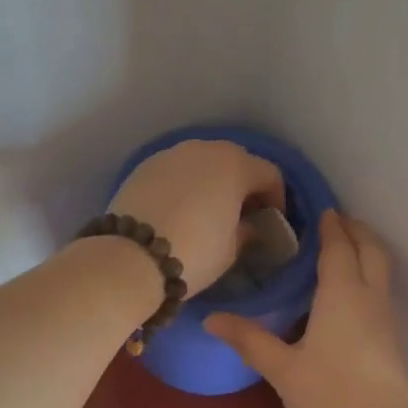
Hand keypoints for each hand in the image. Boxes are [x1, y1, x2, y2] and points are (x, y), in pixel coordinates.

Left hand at [108, 140, 286, 295]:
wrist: (131, 257)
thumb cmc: (194, 252)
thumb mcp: (232, 249)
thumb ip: (247, 231)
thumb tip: (249, 226)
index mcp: (235, 165)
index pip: (269, 174)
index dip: (276, 198)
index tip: (271, 220)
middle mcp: (204, 149)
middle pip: (235, 160)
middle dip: (243, 184)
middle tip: (242, 212)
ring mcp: (171, 154)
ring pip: (202, 162)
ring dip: (211, 181)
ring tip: (208, 210)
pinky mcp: (144, 166)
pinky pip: (175, 171)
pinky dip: (184, 184)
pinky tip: (179, 208)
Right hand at [205, 210, 407, 407]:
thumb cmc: (329, 396)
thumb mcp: (281, 368)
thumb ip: (249, 339)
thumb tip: (211, 319)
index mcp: (342, 293)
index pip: (339, 247)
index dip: (332, 226)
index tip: (322, 210)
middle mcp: (369, 297)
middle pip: (372, 250)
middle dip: (356, 230)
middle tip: (336, 221)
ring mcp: (386, 319)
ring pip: (382, 270)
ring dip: (366, 252)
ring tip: (342, 250)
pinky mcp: (392, 341)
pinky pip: (381, 291)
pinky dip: (368, 276)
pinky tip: (348, 295)